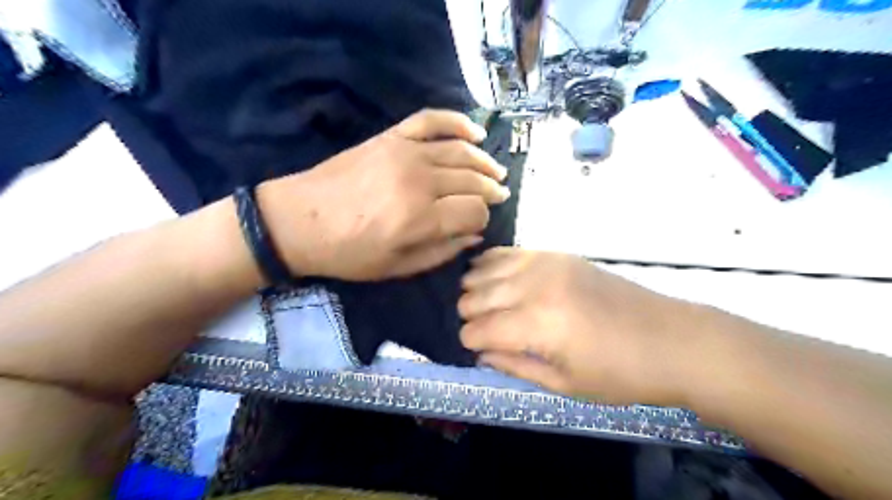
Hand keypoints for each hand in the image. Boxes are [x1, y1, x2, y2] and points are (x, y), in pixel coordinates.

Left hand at [259, 109, 508, 280]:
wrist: (299, 220)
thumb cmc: (349, 253)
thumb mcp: (397, 267)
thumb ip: (442, 251)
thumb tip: (475, 235)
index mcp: (420, 219)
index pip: (474, 211)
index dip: (484, 218)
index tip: (479, 223)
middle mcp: (419, 181)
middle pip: (472, 180)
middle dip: (491, 190)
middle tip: (500, 195)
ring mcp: (405, 153)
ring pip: (461, 151)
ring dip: (484, 162)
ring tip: (496, 171)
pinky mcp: (391, 137)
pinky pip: (432, 120)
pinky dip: (458, 121)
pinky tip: (476, 132)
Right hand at [459, 249, 703, 407]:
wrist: (673, 340)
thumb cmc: (621, 374)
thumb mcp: (564, 384)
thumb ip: (514, 366)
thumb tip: (481, 353)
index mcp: (537, 325)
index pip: (477, 330)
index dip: (470, 342)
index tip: (477, 349)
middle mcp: (535, 287)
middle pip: (474, 297)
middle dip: (470, 317)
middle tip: (484, 331)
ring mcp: (546, 264)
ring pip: (484, 271)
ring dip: (477, 291)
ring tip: (487, 306)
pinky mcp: (557, 254)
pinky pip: (508, 252)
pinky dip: (492, 265)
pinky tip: (493, 277)